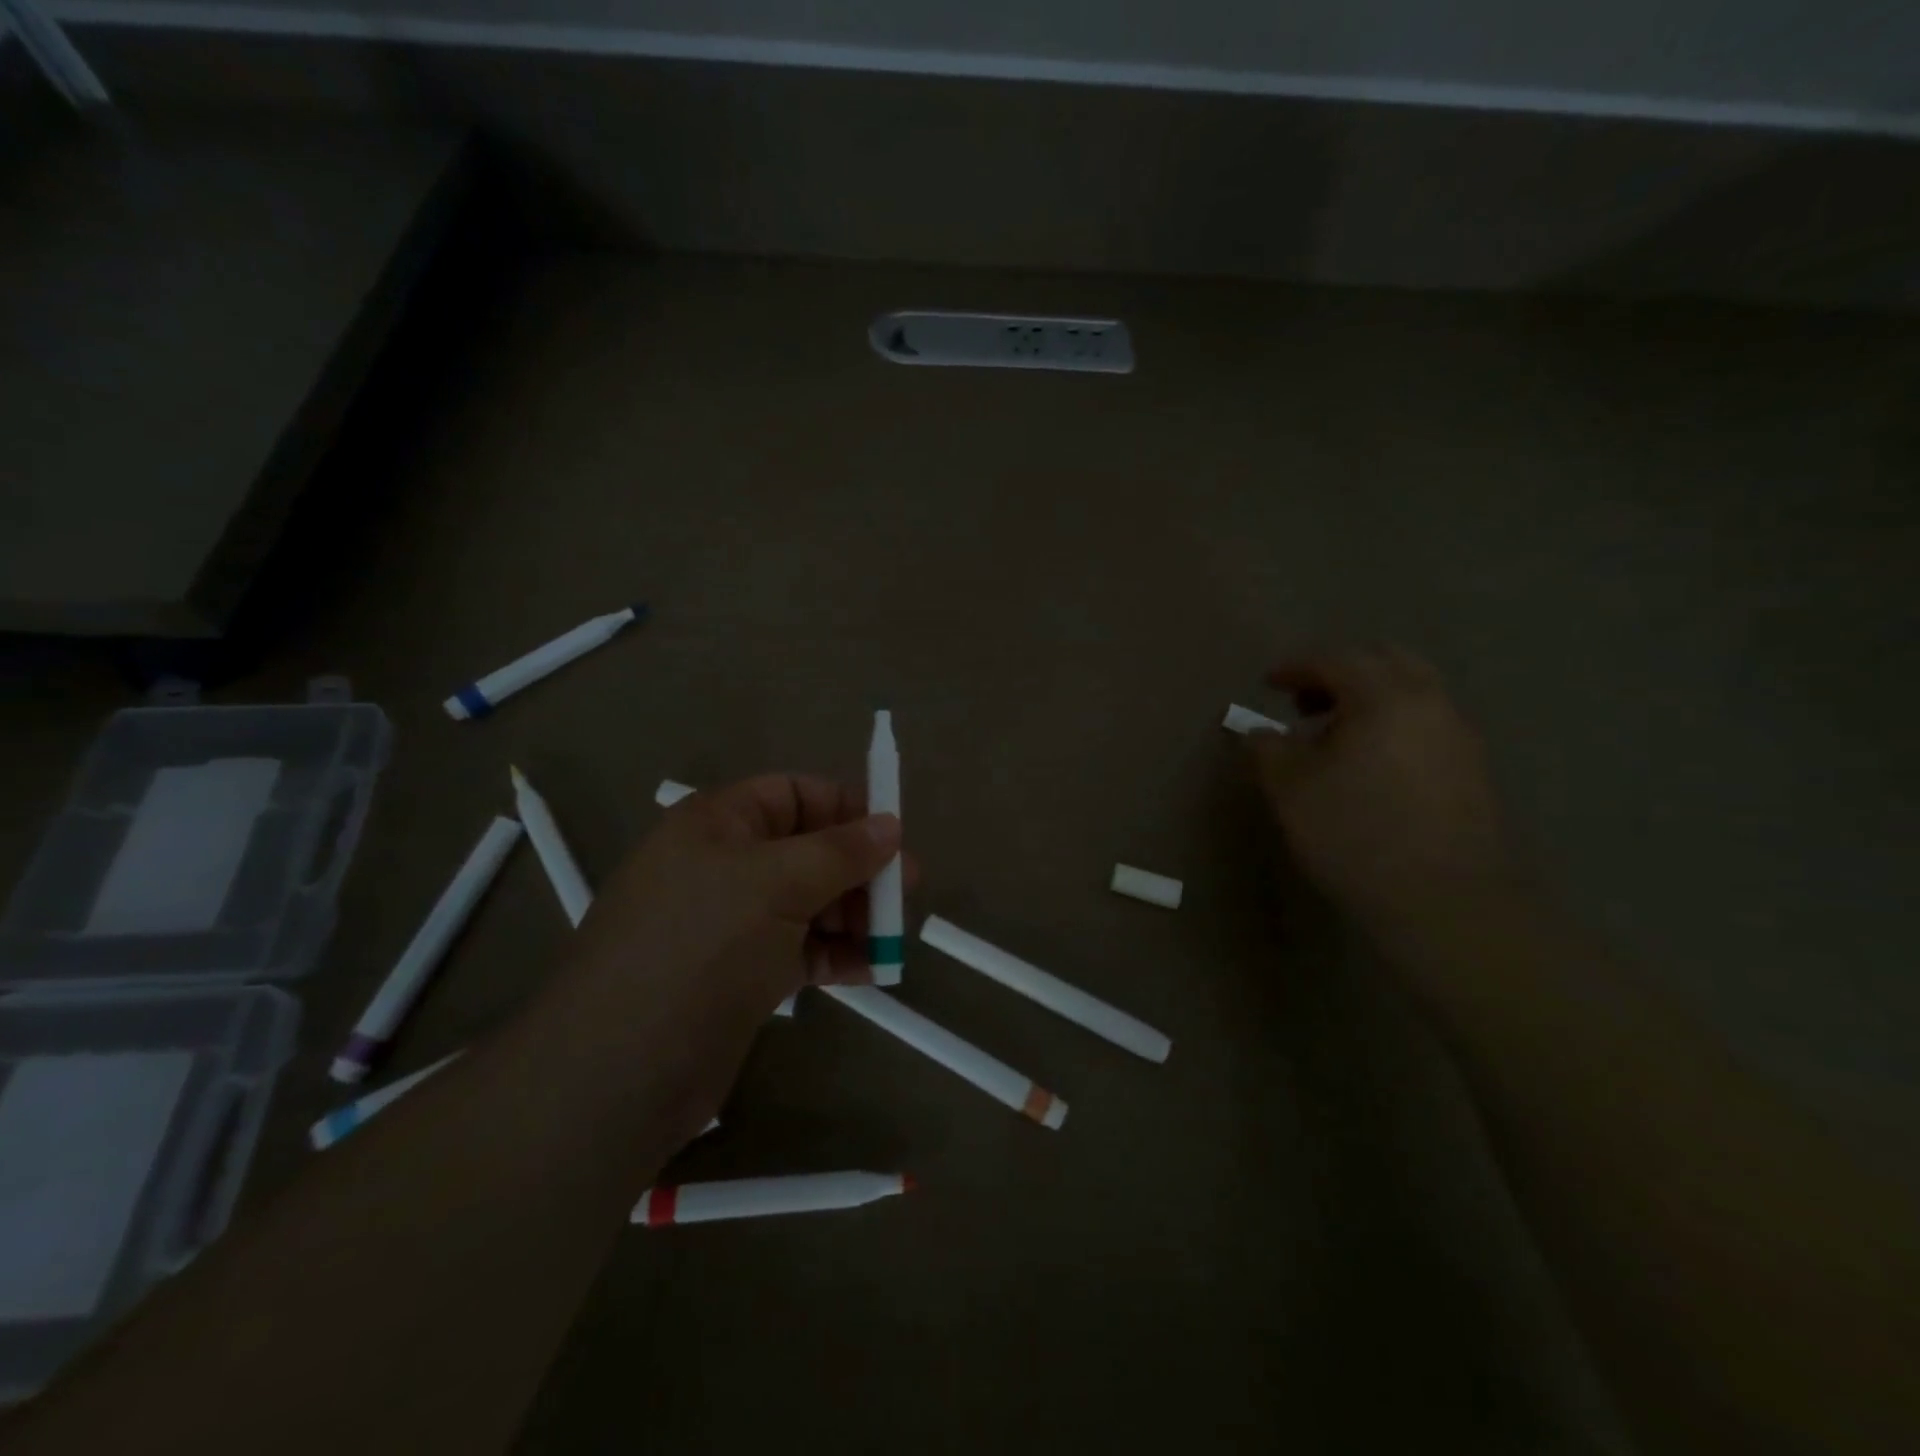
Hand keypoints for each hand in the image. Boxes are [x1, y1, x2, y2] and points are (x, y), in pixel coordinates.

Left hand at [565, 775, 912, 1019]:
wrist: (621, 1068)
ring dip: (853, 915)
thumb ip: (841, 851)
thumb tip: (892, 825)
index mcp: (719, 824)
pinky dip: (836, 954)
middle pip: (808, 850)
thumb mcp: (776, 882)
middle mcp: (724, 866)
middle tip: (906, 895)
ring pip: (808, 902)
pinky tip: (872, 969)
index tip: (894, 836)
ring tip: (892, 938)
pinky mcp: (740, 975)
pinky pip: (800, 949)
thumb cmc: (702, 945)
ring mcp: (731, 924)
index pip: (794, 794)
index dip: (846, 808)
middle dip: (859, 869)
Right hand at [1248, 647, 1516, 938]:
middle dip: (1340, 671)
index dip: (1296, 667)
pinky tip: (1371, 765)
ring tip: (1335, 736)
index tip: (1268, 684)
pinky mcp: (1472, 768)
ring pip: (1412, 690)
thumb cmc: (1354, 834)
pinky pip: (1427, 721)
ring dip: (1369, 697)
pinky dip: (1393, 722)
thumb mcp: (1290, 789)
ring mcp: (1458, 735)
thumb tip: (1258, 733)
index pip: (1336, 659)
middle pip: (1385, 660)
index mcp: (1384, 697)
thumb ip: (1267, 749)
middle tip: (1305, 702)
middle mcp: (1429, 702)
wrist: (1445, 901)